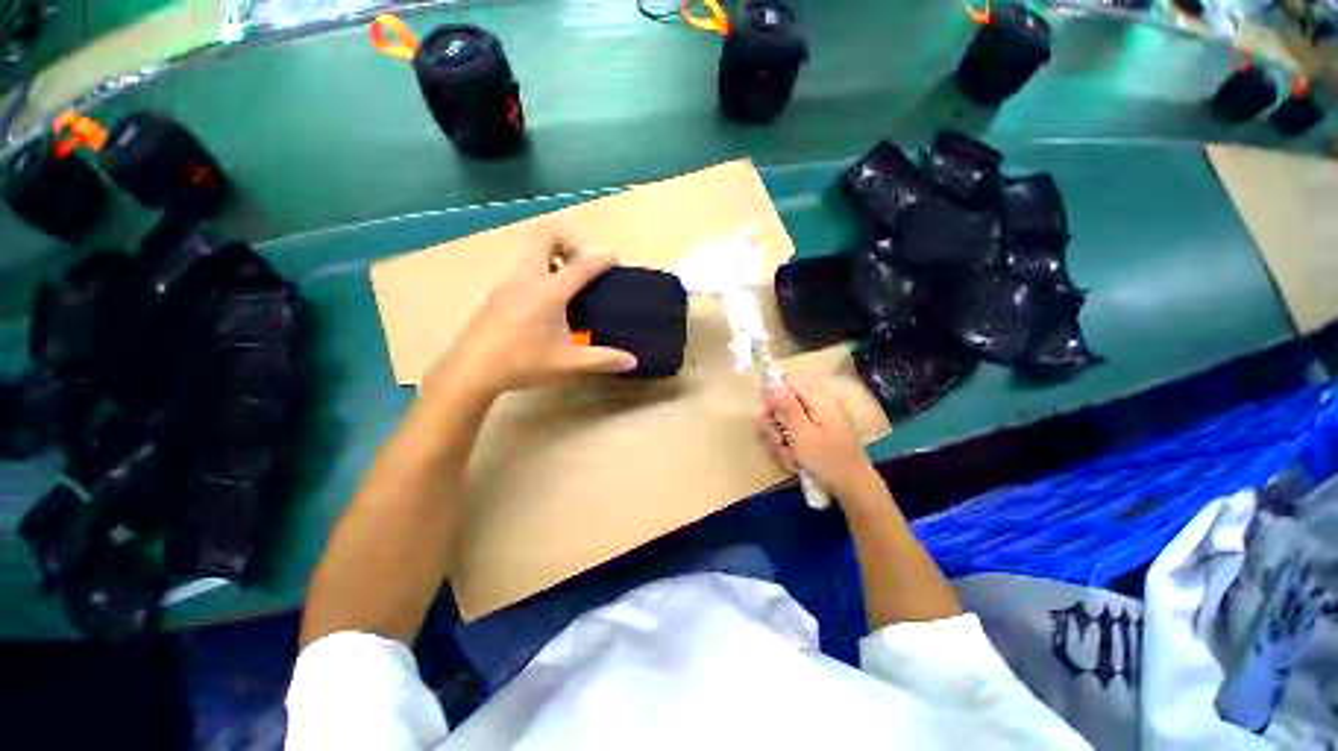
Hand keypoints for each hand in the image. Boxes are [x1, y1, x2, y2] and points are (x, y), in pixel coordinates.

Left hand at [426, 246, 637, 397]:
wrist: (472, 370)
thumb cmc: (524, 362)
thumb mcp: (570, 364)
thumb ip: (604, 360)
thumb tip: (633, 361)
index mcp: (549, 291)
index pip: (581, 266)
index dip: (600, 260)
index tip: (613, 258)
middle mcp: (527, 279)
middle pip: (545, 239)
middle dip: (567, 244)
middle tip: (580, 267)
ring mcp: (507, 284)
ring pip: (529, 254)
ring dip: (550, 259)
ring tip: (563, 286)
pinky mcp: (495, 295)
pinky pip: (520, 270)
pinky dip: (536, 273)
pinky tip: (541, 304)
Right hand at [761, 374, 879, 501]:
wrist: (854, 488)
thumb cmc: (828, 460)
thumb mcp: (802, 434)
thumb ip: (786, 407)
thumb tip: (771, 383)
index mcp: (818, 399)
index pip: (786, 382)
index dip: (773, 396)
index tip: (769, 417)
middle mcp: (819, 404)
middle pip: (785, 402)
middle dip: (776, 423)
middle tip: (778, 441)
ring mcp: (820, 419)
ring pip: (788, 420)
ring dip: (782, 439)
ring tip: (790, 456)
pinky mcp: (820, 433)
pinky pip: (797, 432)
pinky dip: (792, 446)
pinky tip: (797, 461)